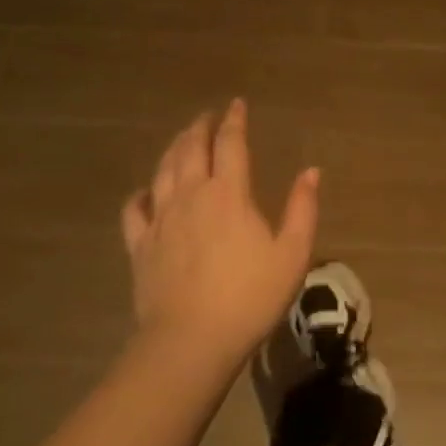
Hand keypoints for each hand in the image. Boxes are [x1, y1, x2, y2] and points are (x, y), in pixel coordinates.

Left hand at [121, 100, 318, 363]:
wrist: (191, 341)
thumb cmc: (250, 296)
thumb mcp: (292, 254)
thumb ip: (303, 208)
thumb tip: (311, 171)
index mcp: (229, 193)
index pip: (230, 143)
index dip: (234, 120)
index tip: (236, 104)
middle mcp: (191, 195)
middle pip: (191, 149)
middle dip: (200, 127)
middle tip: (207, 116)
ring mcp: (160, 219)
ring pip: (162, 170)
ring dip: (173, 149)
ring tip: (181, 139)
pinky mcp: (140, 245)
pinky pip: (134, 210)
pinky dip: (140, 194)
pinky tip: (146, 191)